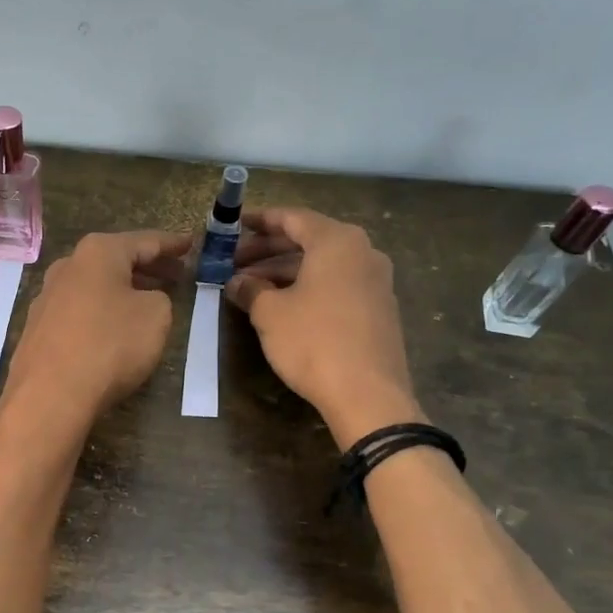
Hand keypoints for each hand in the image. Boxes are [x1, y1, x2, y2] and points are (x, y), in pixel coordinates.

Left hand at [4, 230, 191, 424]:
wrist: (50, 394)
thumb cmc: (109, 345)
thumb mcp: (156, 316)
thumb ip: (158, 298)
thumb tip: (140, 301)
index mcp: (97, 253)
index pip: (144, 241)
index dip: (171, 243)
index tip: (190, 243)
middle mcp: (67, 267)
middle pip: (115, 261)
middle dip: (148, 267)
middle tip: (176, 273)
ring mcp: (46, 298)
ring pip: (95, 286)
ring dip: (123, 289)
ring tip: (148, 299)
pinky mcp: (38, 329)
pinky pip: (79, 311)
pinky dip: (102, 311)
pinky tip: (113, 327)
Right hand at [225, 208, 421, 443]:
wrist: (367, 394)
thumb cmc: (313, 341)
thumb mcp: (270, 313)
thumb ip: (250, 290)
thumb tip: (237, 283)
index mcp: (337, 241)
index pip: (293, 218)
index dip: (260, 220)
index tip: (234, 224)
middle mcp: (362, 252)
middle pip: (308, 240)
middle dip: (268, 250)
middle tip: (234, 261)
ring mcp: (375, 281)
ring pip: (321, 265)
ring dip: (284, 271)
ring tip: (250, 286)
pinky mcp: (378, 308)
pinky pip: (336, 284)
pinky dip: (307, 287)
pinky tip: (281, 305)